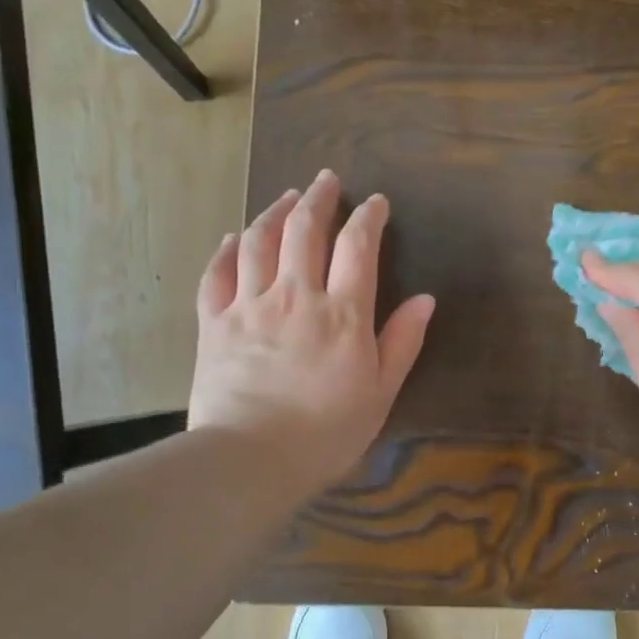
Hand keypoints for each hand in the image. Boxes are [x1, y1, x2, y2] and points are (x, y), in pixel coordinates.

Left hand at [189, 169, 434, 492]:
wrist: (251, 458)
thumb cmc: (326, 432)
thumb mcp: (380, 392)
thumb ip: (402, 342)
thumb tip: (424, 299)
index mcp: (342, 314)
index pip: (357, 247)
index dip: (368, 217)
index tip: (375, 203)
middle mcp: (295, 296)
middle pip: (305, 230)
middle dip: (319, 199)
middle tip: (327, 179)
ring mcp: (249, 306)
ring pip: (259, 241)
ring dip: (275, 212)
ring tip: (287, 196)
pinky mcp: (214, 323)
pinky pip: (217, 274)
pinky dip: (227, 249)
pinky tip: (234, 237)